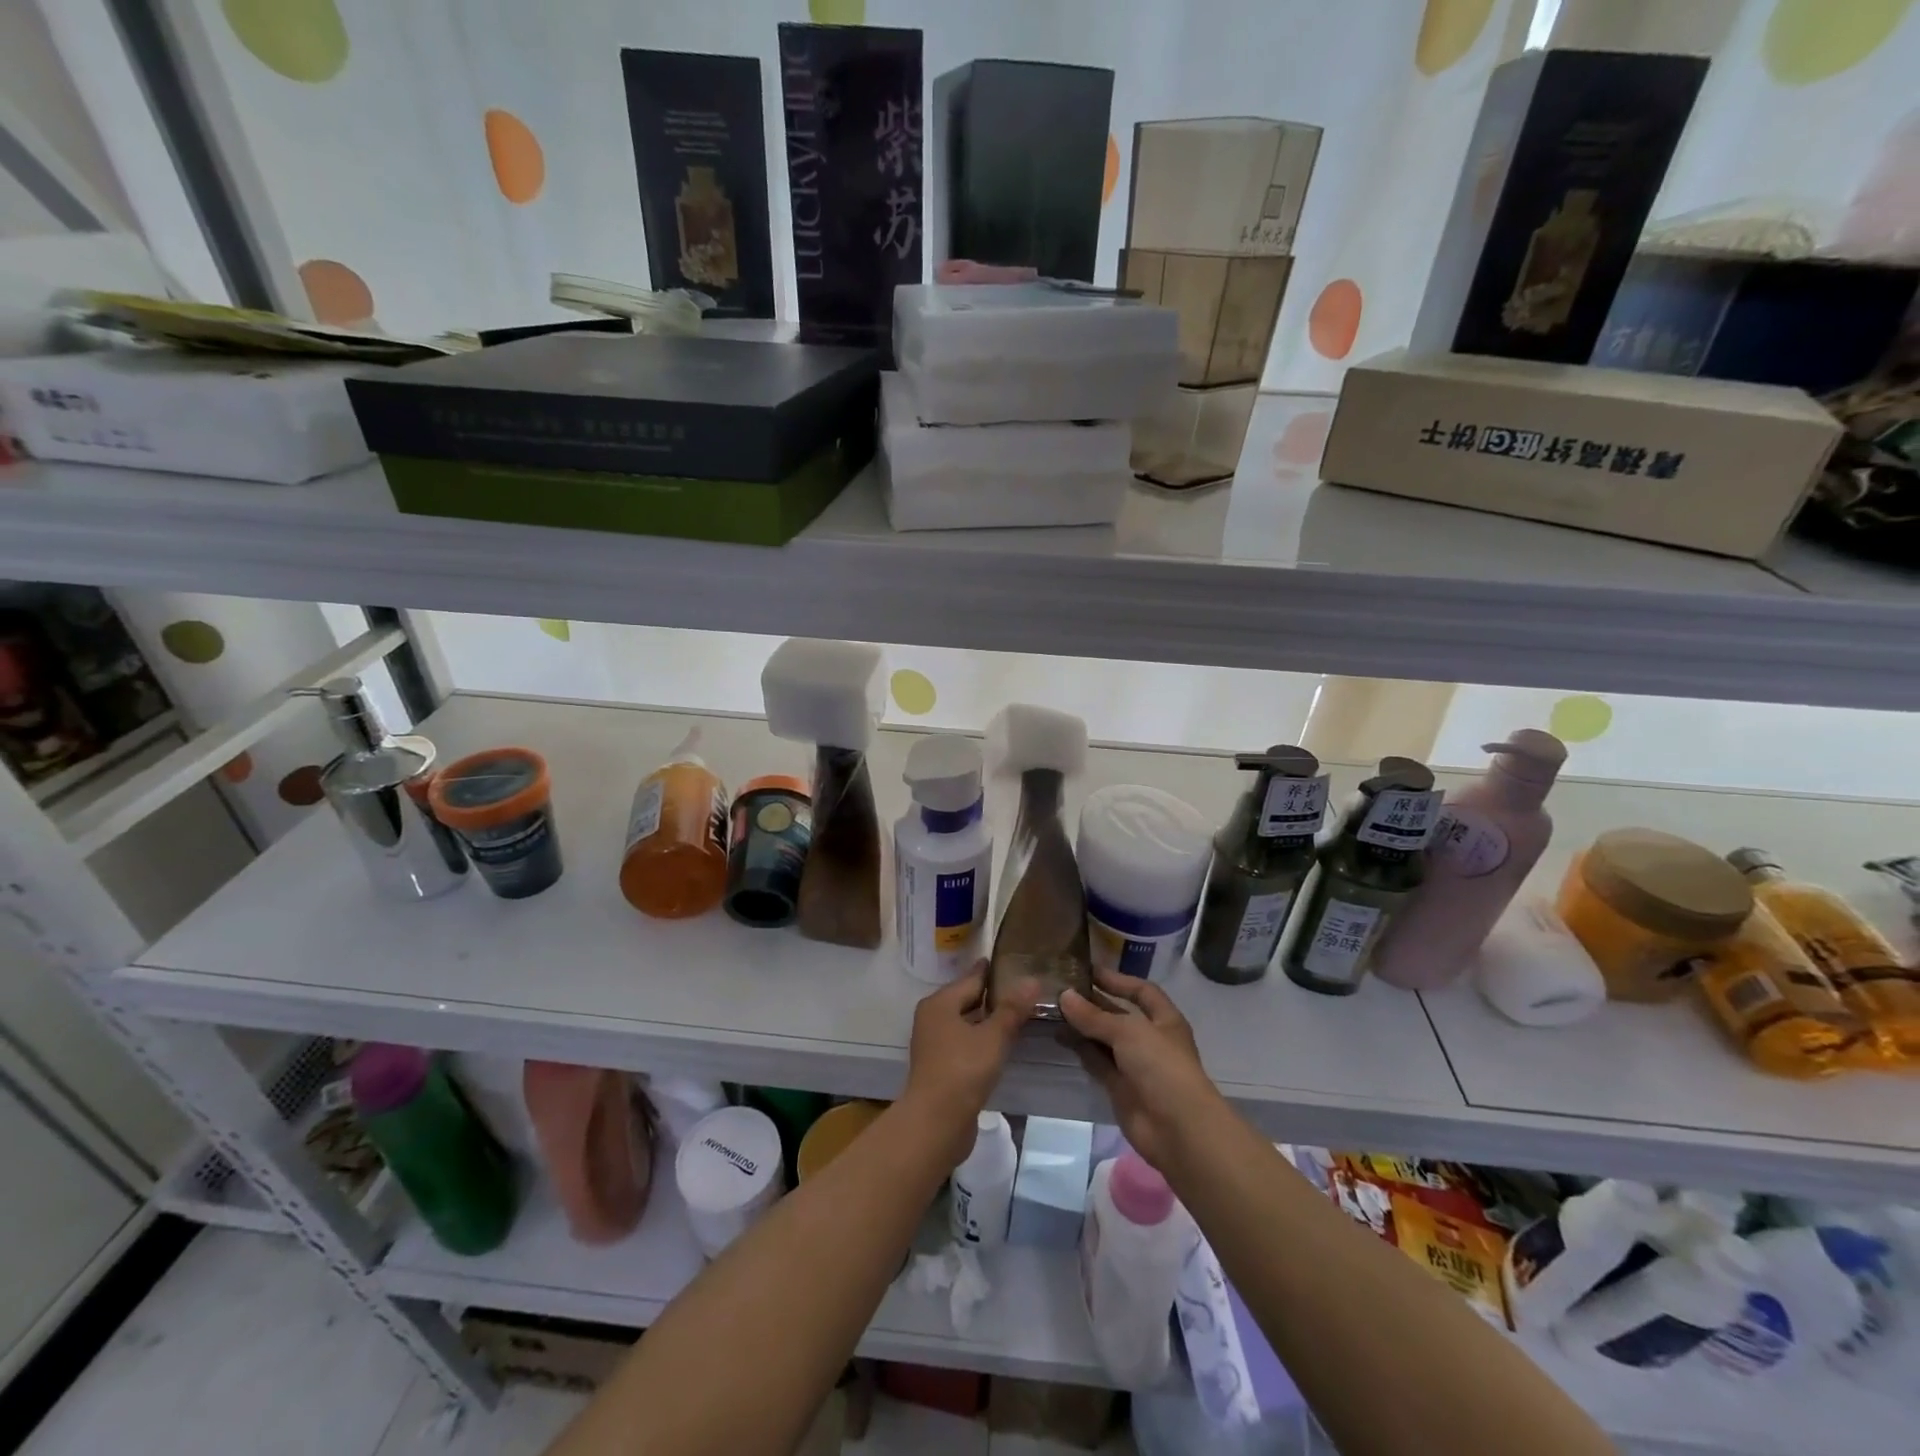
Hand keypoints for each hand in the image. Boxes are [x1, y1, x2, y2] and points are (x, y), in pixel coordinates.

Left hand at [903, 962, 1037, 1165]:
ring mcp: (934, 1043)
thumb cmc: (963, 1071)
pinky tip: (1002, 1044)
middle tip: (1025, 989)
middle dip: (994, 995)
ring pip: (966, 1022)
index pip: (972, 978)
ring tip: (1019, 1015)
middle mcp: (932, 1018)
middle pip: (967, 999)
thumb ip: (1012, 1009)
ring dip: (989, 1020)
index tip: (1017, 962)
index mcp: (940, 1003)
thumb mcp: (993, 1037)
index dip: (994, 971)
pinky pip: (965, 1042)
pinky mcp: (940, 1066)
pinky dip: (982, 1039)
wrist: (935, 1123)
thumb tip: (1032, 979)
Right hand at [1059, 968, 1222, 1171]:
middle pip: (1118, 1015)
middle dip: (1093, 1003)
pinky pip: (1097, 1062)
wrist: (1177, 1129)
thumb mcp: (1128, 1032)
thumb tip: (1064, 996)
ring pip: (1104, 1039)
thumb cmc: (1160, 1066)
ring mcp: (1135, 1064)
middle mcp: (1150, 1038)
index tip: (1088, 971)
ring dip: (1082, 1026)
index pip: (1141, 991)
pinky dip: (1081, 1050)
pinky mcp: (1120, 1087)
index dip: (1117, 980)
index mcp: (1164, 1019)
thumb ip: (1094, 1015)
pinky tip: (1060, 1037)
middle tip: (1060, 989)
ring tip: (1052, 1011)